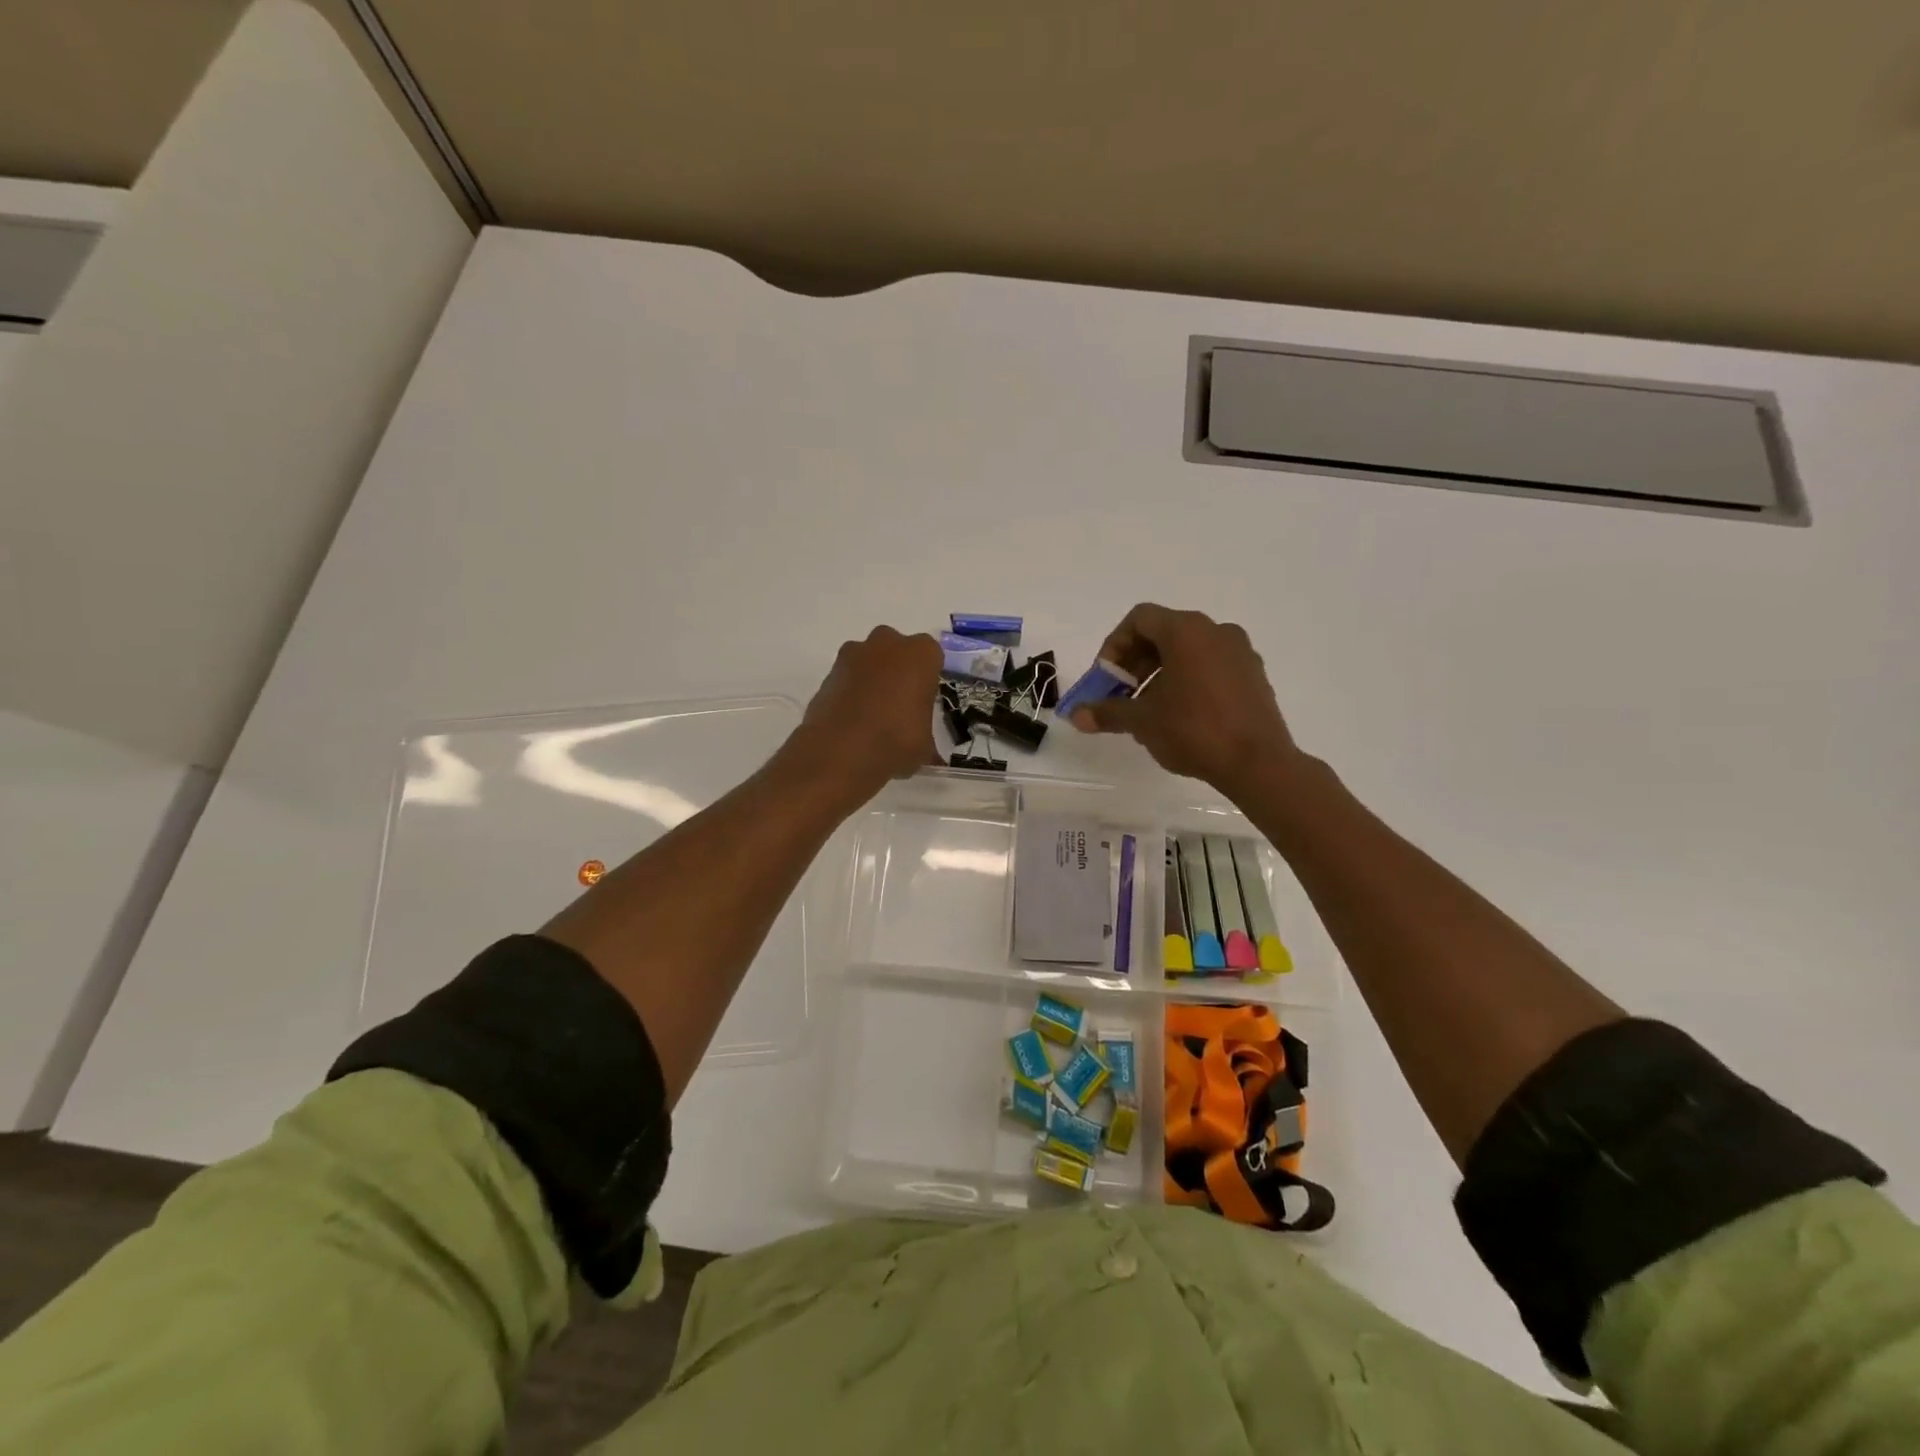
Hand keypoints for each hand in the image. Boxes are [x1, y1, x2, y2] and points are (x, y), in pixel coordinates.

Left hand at [794, 626, 942, 799]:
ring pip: (868, 661)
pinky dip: (849, 693)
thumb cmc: (895, 741)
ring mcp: (852, 656)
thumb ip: (927, 739)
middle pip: (897, 650)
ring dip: (871, 679)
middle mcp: (886, 644)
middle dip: (898, 671)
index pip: (932, 656)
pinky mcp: (826, 674)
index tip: (924, 702)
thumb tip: (929, 755)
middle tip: (900, 706)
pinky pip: (846, 678)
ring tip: (873, 716)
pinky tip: (852, 722)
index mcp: (920, 654)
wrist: (839, 752)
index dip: (928, 679)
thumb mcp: (925, 747)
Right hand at [1070, 604, 1296, 794]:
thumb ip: (1107, 712)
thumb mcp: (1143, 721)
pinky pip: (1210, 666)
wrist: (1258, 763)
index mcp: (1186, 631)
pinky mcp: (1253, 675)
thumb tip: (1076, 715)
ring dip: (1159, 673)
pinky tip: (1180, 715)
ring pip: (1188, 651)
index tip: (1106, 678)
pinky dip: (1187, 680)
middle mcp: (1215, 631)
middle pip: (1163, 633)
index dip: (1115, 645)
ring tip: (1148, 709)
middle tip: (1121, 695)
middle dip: (1135, 662)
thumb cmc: (1194, 731)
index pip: (1140, 619)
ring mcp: (1239, 652)